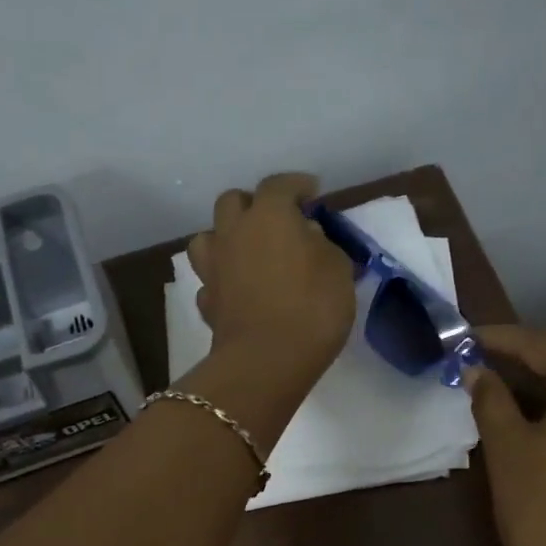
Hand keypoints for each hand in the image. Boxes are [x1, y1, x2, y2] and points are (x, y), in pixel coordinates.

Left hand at [186, 174, 356, 389]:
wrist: (266, 361)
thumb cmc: (312, 307)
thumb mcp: (338, 270)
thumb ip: (323, 245)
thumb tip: (306, 236)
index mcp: (268, 216)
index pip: (279, 185)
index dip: (297, 185)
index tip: (312, 192)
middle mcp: (233, 233)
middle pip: (233, 202)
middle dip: (253, 204)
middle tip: (276, 221)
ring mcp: (213, 268)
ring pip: (208, 237)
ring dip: (227, 238)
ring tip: (248, 253)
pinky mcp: (206, 302)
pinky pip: (211, 280)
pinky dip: (224, 280)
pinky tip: (239, 291)